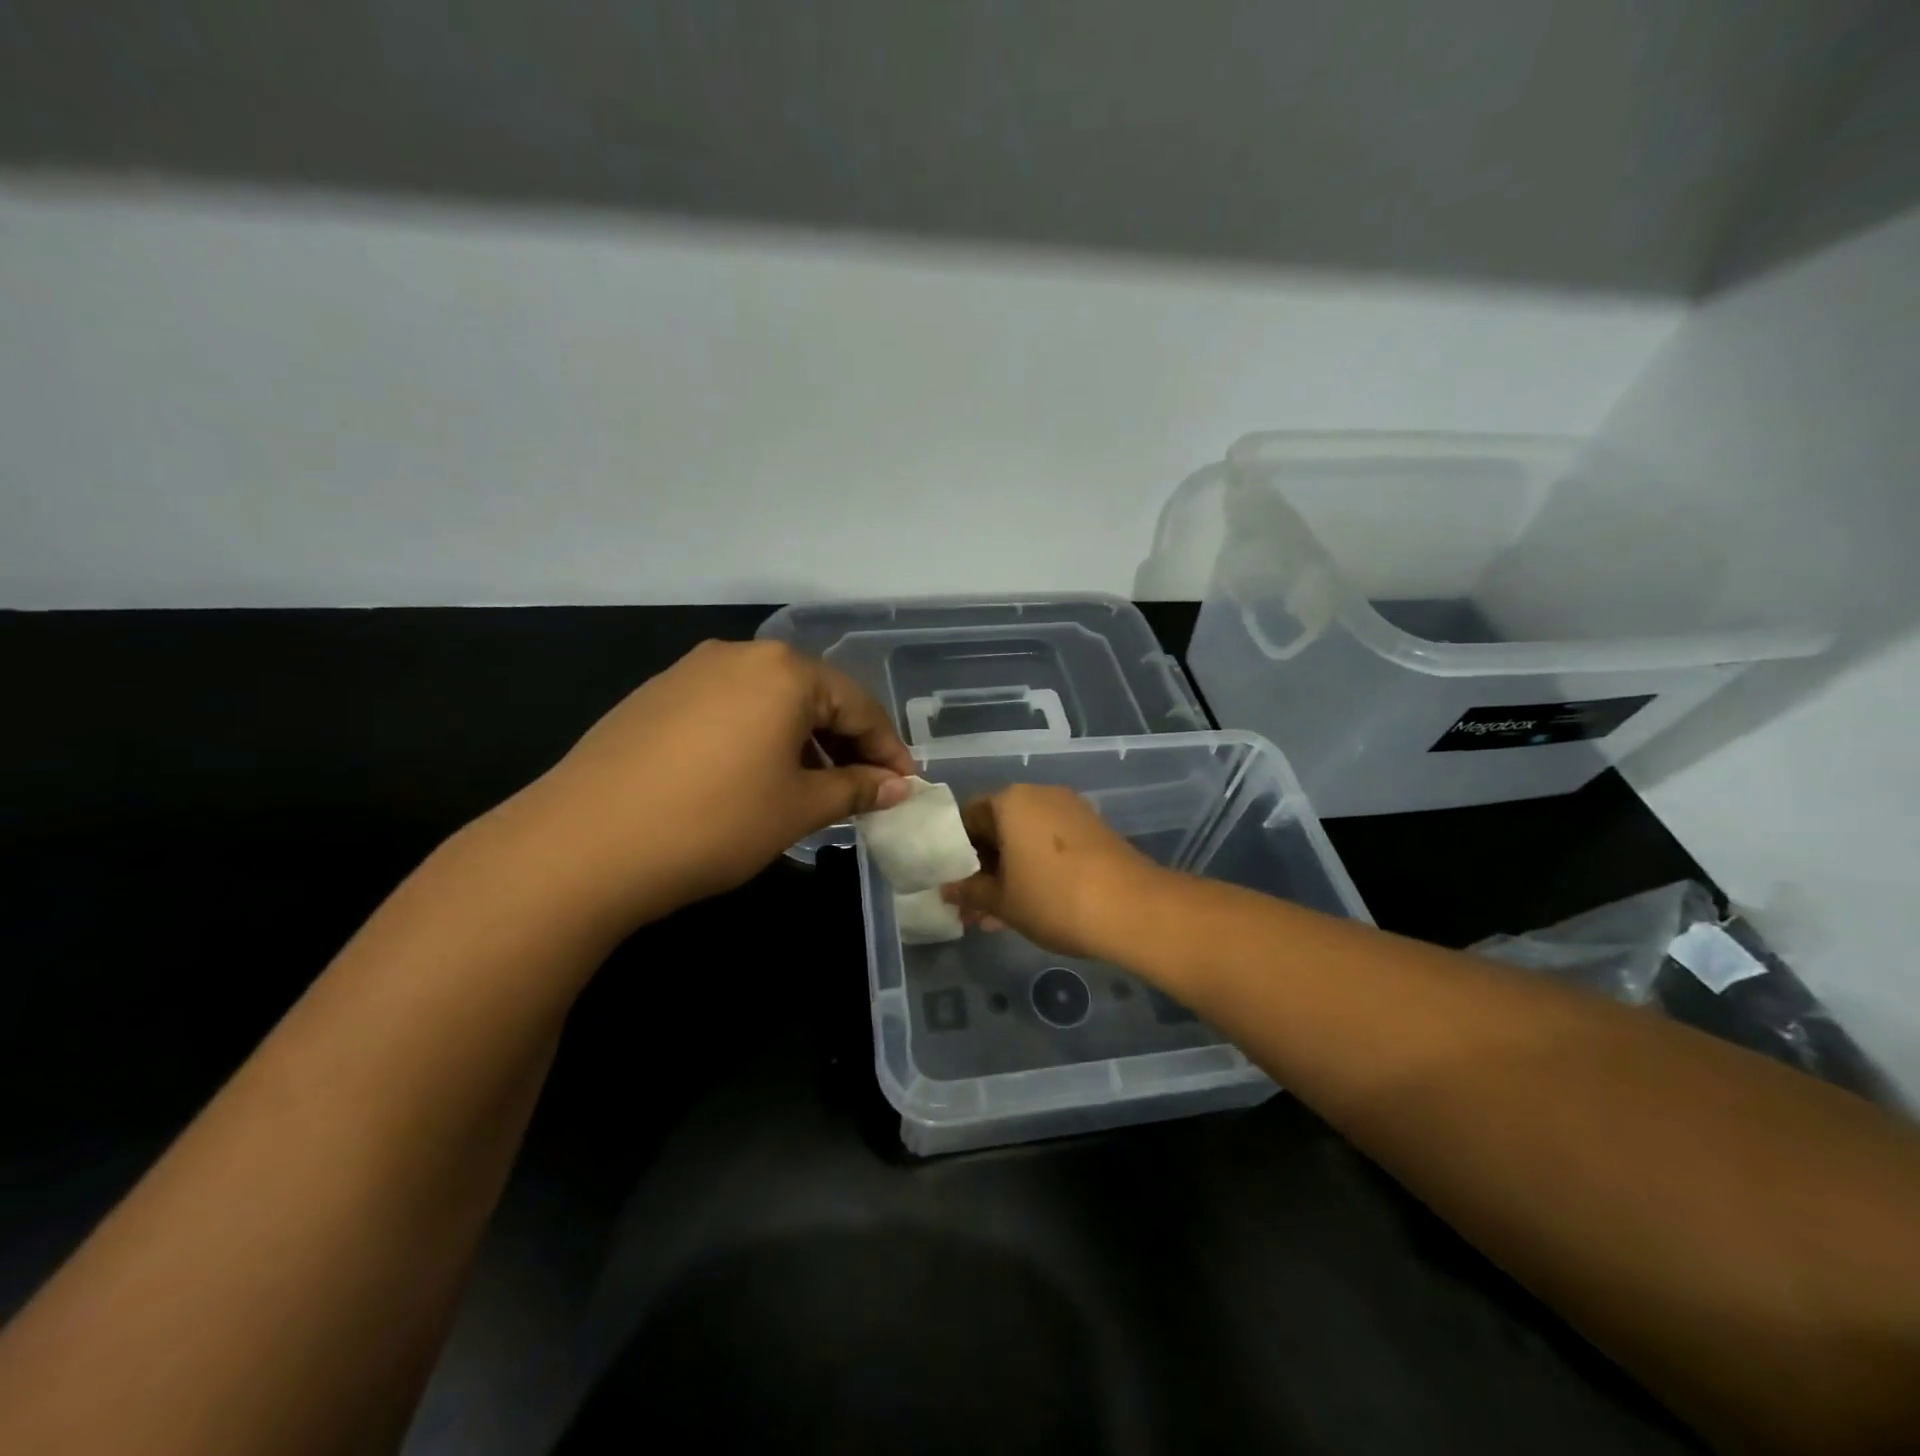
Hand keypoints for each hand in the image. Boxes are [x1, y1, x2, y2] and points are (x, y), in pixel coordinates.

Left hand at [525, 639, 913, 926]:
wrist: (582, 845)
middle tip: (864, 790)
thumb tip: (898, 786)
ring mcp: (689, 673)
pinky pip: (728, 711)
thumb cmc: (715, 821)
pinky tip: (753, 781)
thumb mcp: (798, 808)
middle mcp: (738, 657)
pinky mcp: (654, 698)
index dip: (888, 749)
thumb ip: (856, 789)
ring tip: (812, 791)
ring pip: (768, 704)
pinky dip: (757, 741)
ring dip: (801, 743)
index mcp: (783, 671)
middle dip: (845, 744)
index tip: (905, 787)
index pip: (858, 704)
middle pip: (813, 696)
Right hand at [943, 784, 1162, 958]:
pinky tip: (1034, 904)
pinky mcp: (1094, 829)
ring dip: (1010, 872)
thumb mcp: (1002, 901)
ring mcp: (1071, 810)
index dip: (957, 853)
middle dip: (985, 867)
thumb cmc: (1053, 898)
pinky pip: (1051, 844)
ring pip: (1026, 839)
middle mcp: (1040, 795)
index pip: (968, 817)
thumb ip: (970, 892)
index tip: (956, 885)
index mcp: (1010, 801)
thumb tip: (947, 889)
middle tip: (975, 906)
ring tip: (1000, 916)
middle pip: (998, 826)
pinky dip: (1037, 868)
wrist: (1132, 908)